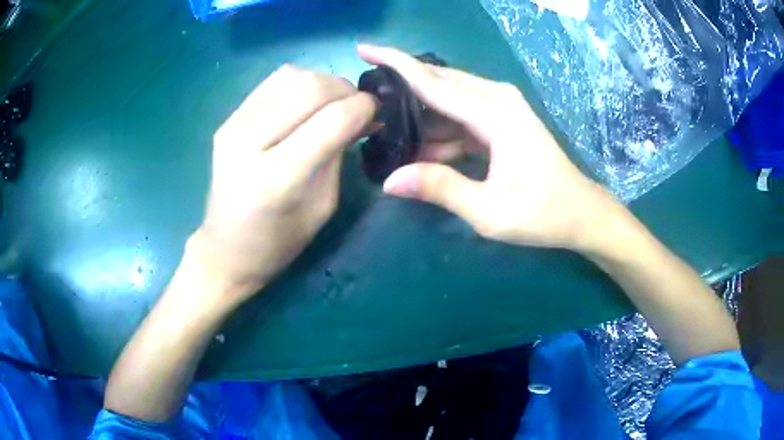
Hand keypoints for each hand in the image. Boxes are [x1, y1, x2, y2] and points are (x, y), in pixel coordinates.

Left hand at [192, 65, 376, 306]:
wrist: (225, 249)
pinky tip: (307, 103)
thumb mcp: (323, 206)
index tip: (378, 113)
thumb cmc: (279, 241)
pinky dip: (300, 84)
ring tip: (334, 103)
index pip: (332, 119)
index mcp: (277, 179)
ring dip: (324, 83)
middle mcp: (249, 143)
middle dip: (346, 90)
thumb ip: (339, 154)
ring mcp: (233, 126)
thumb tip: (362, 115)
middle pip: (310, 87)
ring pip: (292, 75)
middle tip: (358, 107)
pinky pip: (273, 81)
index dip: (364, 107)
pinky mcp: (227, 119)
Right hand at [358, 45, 616, 250]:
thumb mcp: (489, 211)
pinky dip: (441, 126)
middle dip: (403, 83)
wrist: (581, 213)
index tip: (363, 49)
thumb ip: (440, 189)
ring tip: (390, 132)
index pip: (433, 82)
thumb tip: (389, 180)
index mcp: (496, 115)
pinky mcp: (505, 119)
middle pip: (439, 80)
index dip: (395, 63)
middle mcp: (498, 99)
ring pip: (450, 96)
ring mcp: (504, 107)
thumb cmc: (542, 214)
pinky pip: (463, 113)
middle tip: (368, 98)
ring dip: (421, 112)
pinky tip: (424, 147)